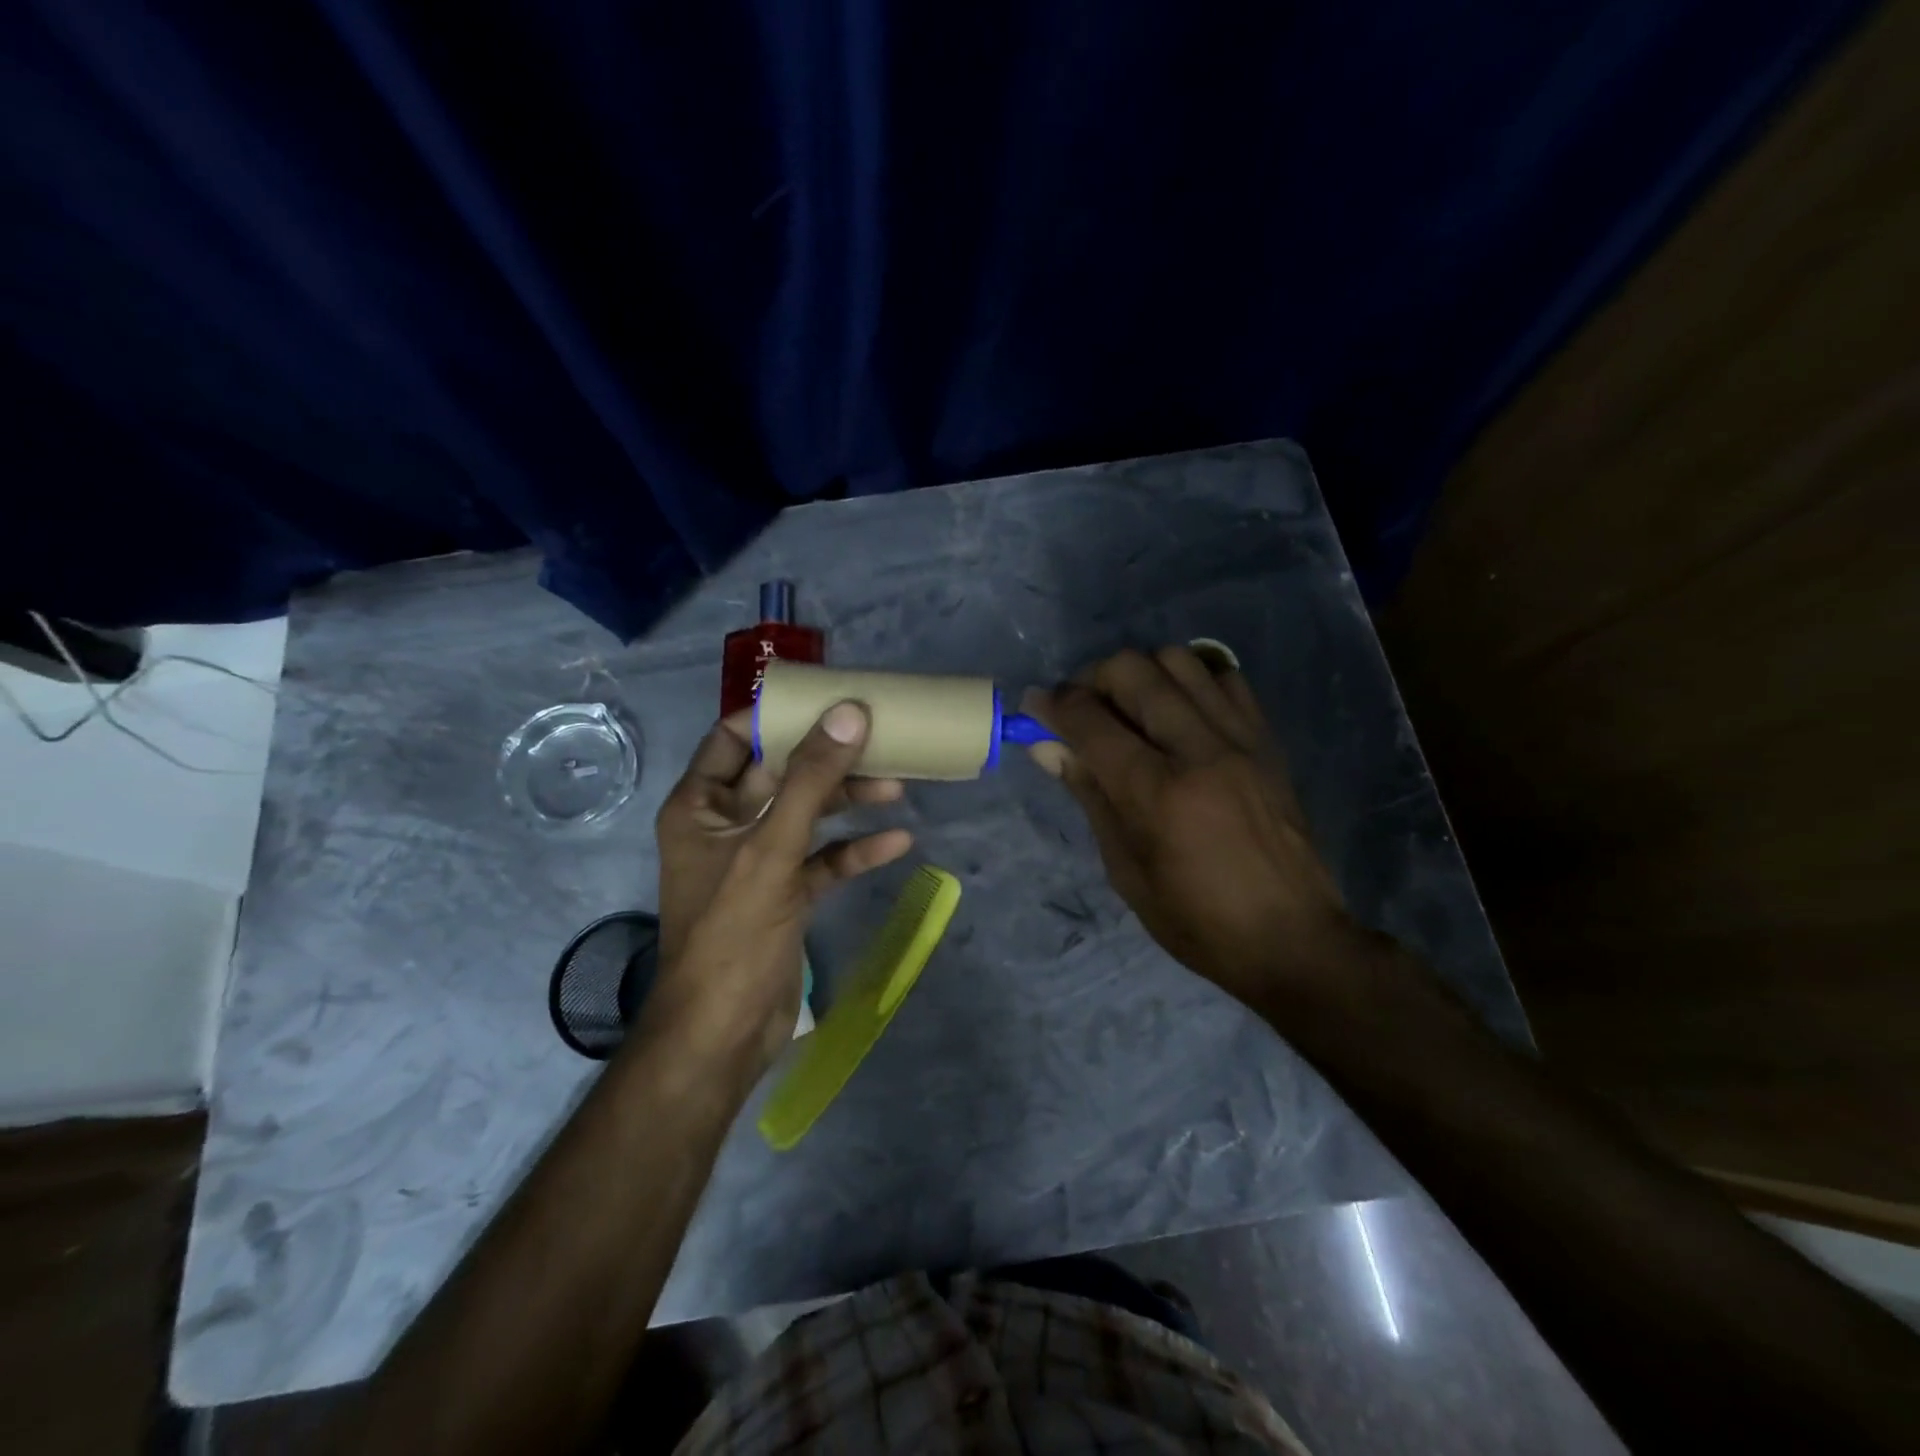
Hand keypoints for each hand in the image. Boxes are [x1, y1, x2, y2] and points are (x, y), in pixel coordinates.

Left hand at [649, 702, 912, 1069]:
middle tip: (879, 741)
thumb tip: (849, 714)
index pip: (733, 737)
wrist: (724, 1034)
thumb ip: (811, 780)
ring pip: (808, 815)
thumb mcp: (771, 849)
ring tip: (897, 788)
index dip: (778, 716)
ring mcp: (758, 861)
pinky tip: (896, 843)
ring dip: (849, 802)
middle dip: (829, 759)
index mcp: (700, 805)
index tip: (829, 701)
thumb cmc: (732, 932)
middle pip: (782, 774)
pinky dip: (855, 850)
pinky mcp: (786, 894)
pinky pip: (823, 859)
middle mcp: (725, 825)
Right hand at [1024, 646, 1355, 1006]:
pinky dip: (1191, 681)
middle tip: (1081, 710)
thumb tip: (1048, 746)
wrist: (1292, 939)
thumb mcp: (1125, 869)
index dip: (1051, 705)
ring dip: (1141, 674)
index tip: (1034, 707)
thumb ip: (1090, 795)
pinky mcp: (1266, 740)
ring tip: (1130, 708)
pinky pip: (1224, 678)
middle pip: (1133, 670)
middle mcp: (1199, 750)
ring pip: (1179, 660)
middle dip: (1091, 679)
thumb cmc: (1195, 920)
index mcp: (1156, 792)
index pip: (1090, 720)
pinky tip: (1178, 713)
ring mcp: (1239, 739)